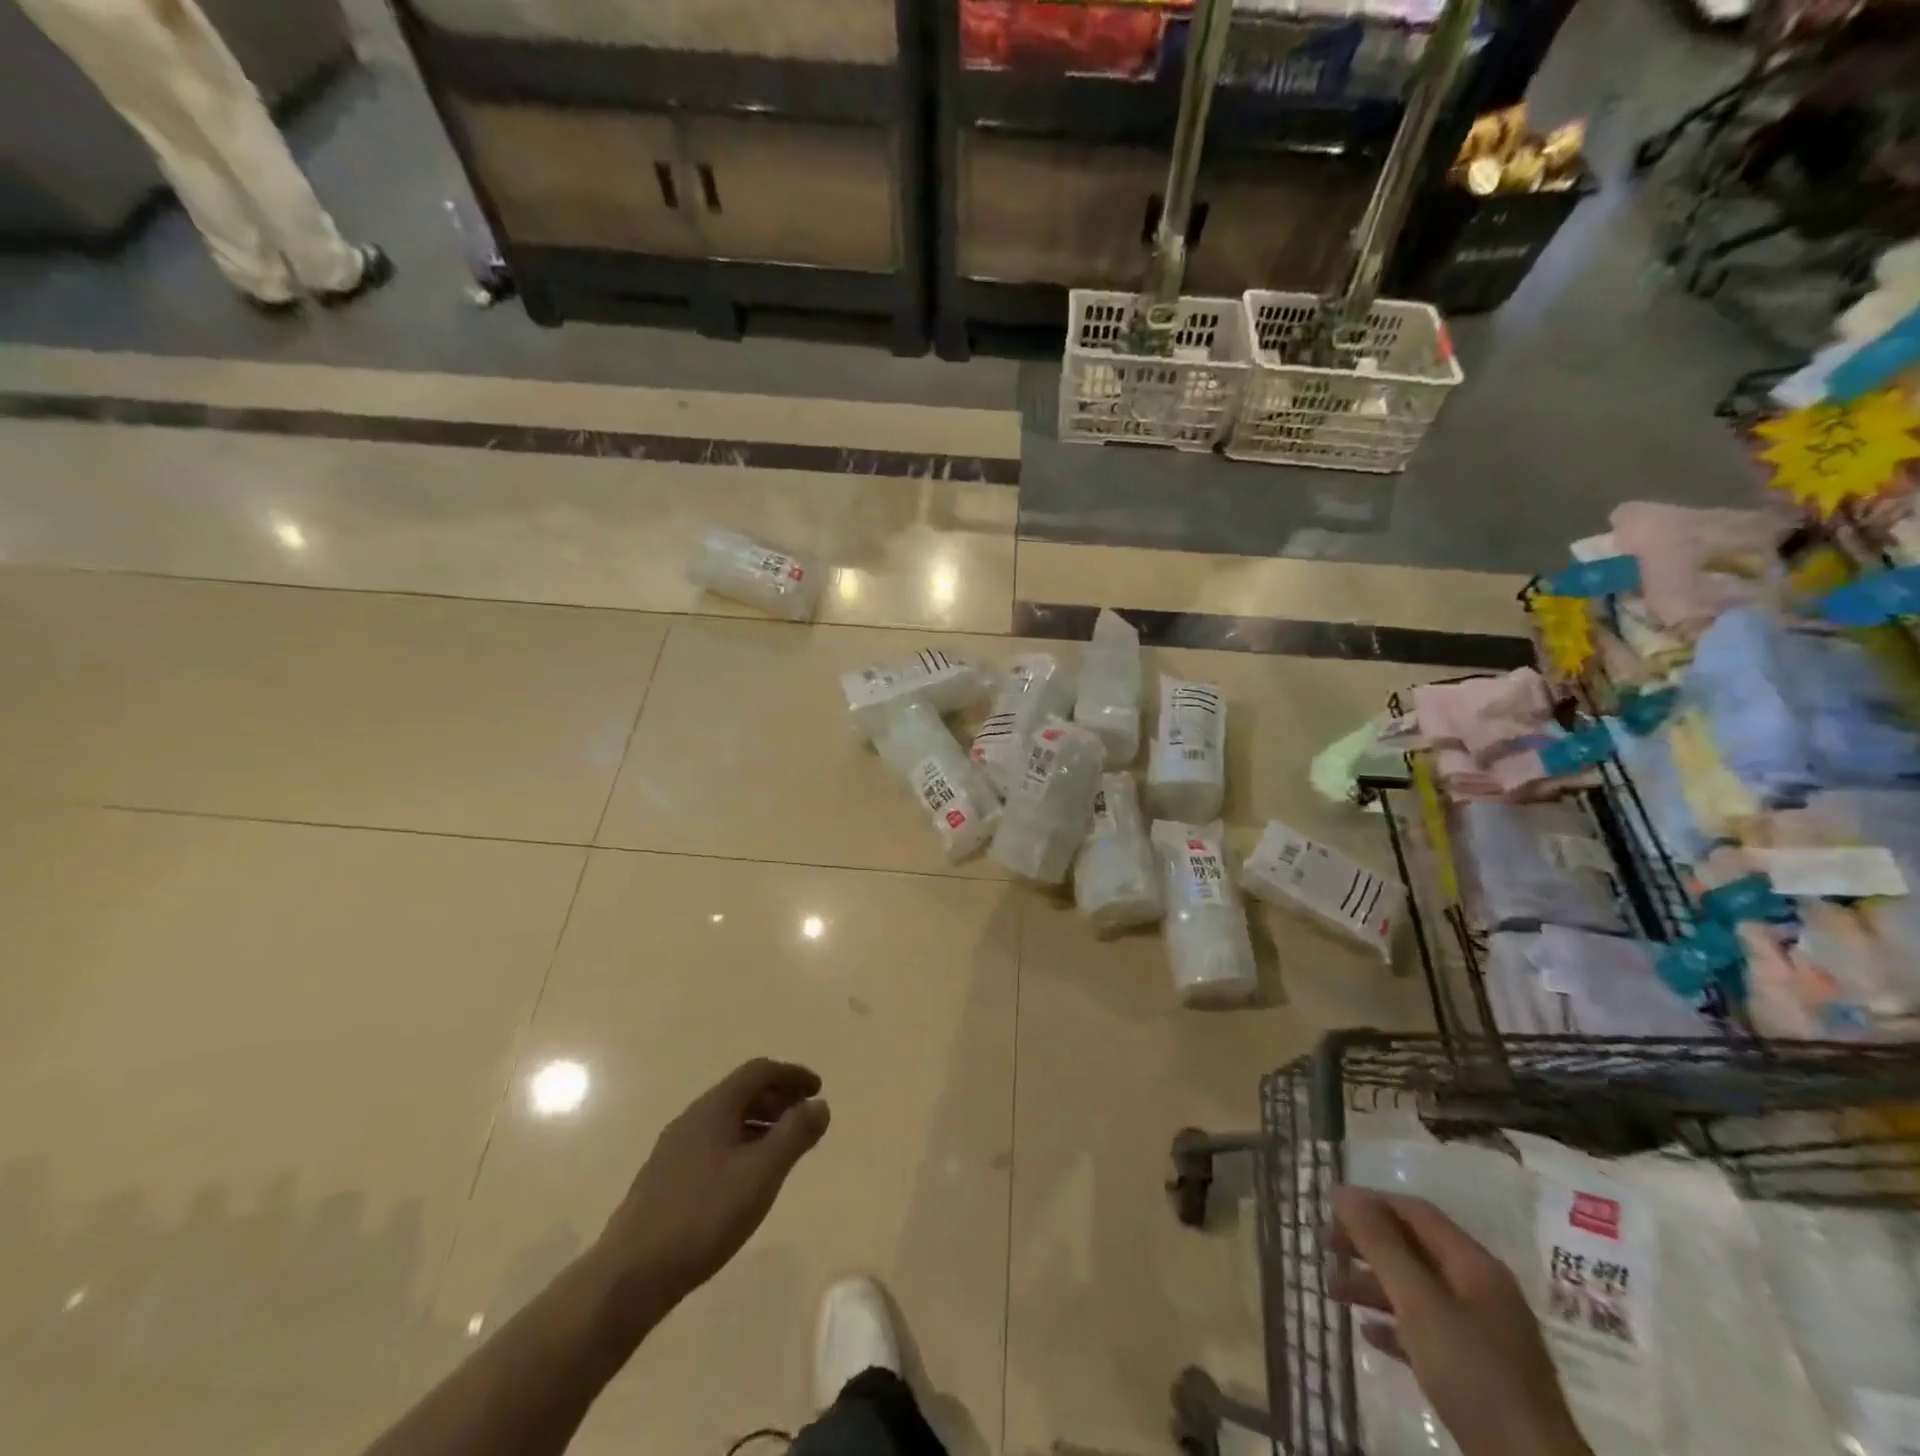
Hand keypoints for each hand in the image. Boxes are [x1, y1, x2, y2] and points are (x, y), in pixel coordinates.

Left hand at [599, 1060, 829, 1309]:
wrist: (629, 1276)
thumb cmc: (703, 1216)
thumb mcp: (761, 1173)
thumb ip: (795, 1135)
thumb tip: (820, 1104)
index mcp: (714, 1108)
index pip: (758, 1072)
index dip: (792, 1075)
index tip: (818, 1090)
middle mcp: (692, 1118)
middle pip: (741, 1092)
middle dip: (777, 1098)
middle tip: (805, 1119)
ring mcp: (674, 1149)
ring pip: (725, 1120)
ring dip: (759, 1123)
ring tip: (782, 1149)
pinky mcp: (664, 1179)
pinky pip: (713, 1143)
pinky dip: (740, 1144)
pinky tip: (746, 1178)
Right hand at [1328, 1187, 1591, 1455]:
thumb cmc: (1474, 1374)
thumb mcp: (1419, 1303)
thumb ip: (1380, 1245)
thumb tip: (1342, 1192)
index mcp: (1475, 1265)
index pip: (1415, 1212)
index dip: (1370, 1204)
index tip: (1328, 1209)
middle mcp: (1482, 1291)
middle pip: (1415, 1249)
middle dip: (1367, 1245)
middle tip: (1324, 1247)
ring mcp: (1484, 1335)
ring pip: (1418, 1291)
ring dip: (1374, 1285)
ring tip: (1333, 1293)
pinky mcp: (1480, 1374)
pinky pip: (1428, 1332)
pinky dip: (1395, 1324)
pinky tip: (1368, 1334)